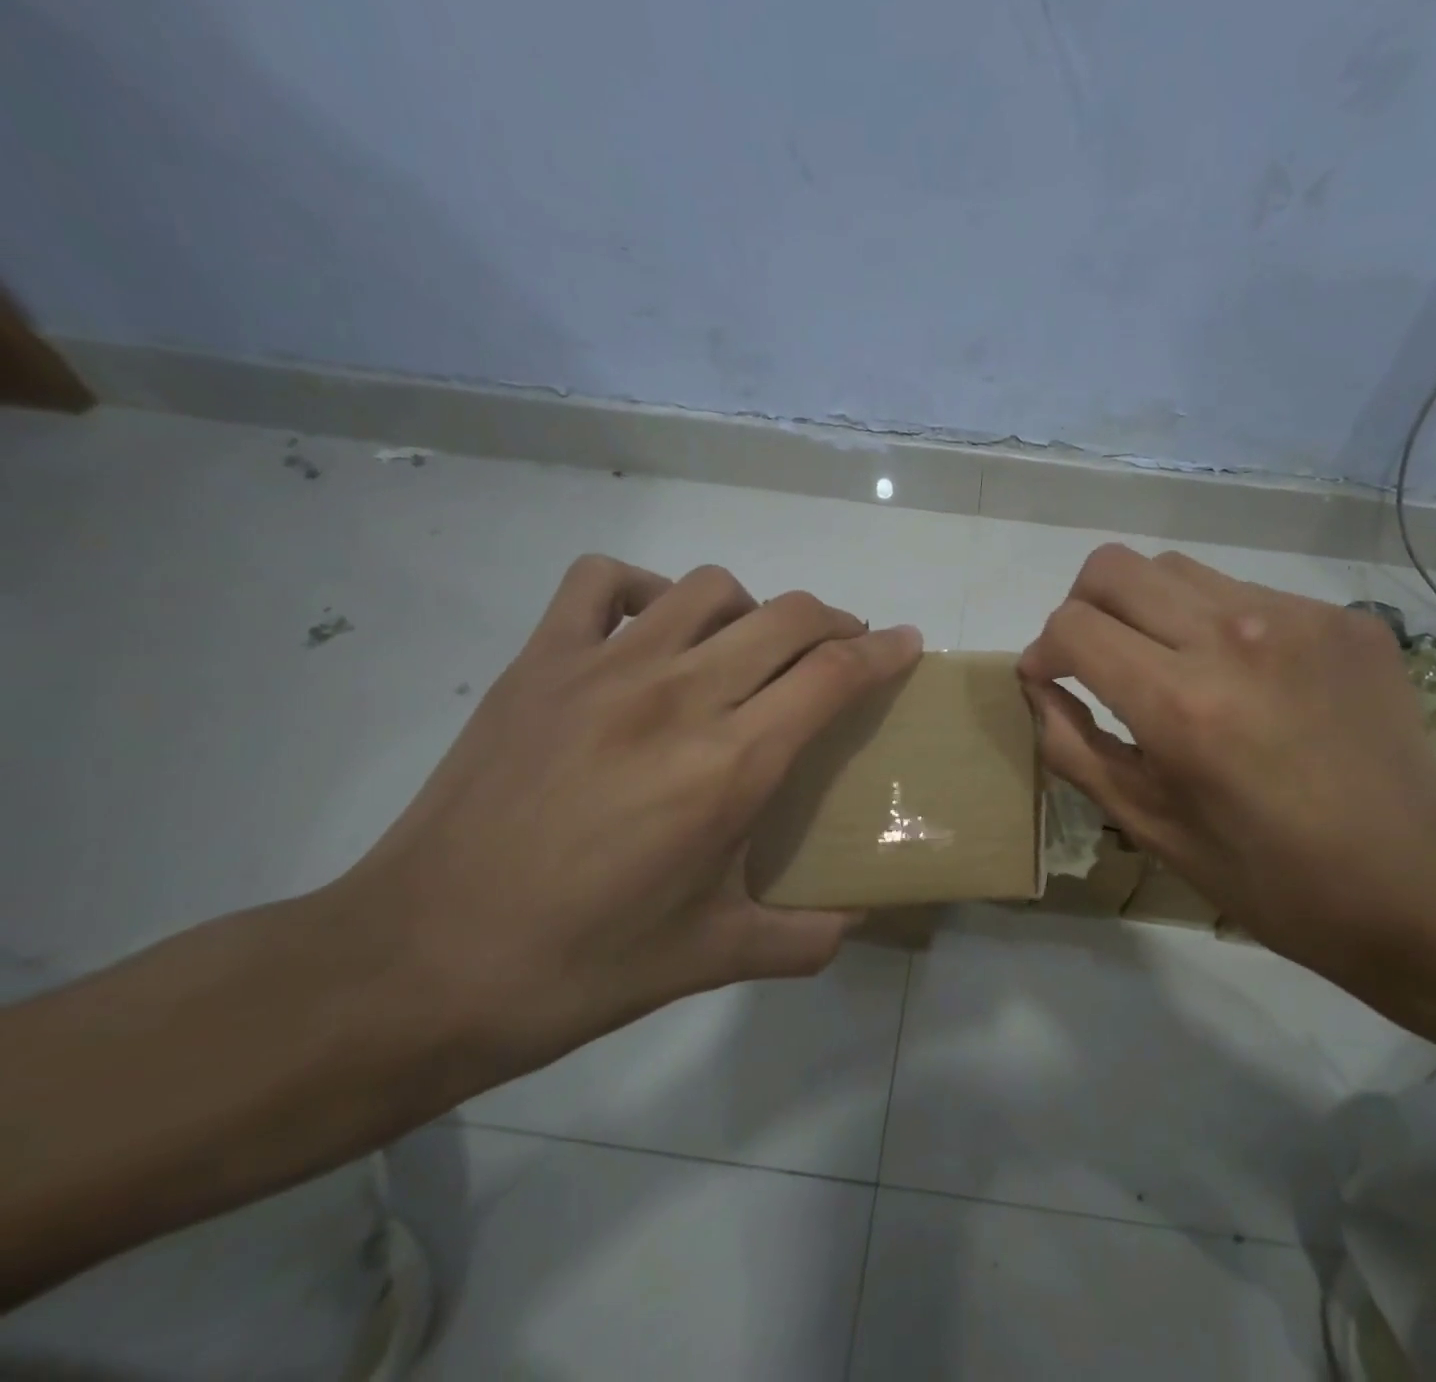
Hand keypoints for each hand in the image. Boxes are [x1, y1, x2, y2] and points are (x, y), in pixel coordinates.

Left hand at [332, 555, 921, 1076]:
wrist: (418, 964)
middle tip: (843, 648)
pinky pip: (601, 580)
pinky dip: (643, 587)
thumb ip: (803, 937)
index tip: (907, 643)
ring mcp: (602, 669)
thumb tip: (858, 920)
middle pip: (787, 616)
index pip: (833, 674)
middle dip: (835, 621)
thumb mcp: (710, 958)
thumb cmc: (579, 966)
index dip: (883, 651)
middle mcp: (678, 696)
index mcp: (730, 766)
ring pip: (708, 587)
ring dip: (751, 607)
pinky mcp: (538, 663)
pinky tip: (651, 629)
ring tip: (750, 645)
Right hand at [1018, 544, 1435, 975]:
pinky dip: (1216, 625)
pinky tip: (1244, 680)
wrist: (1412, 883)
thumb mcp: (1146, 823)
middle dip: (1081, 608)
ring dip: (1147, 609)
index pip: (1072, 625)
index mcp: (1180, 704)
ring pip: (1176, 569)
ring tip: (1169, 665)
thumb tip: (1038, 683)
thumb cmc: (1263, 873)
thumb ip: (1073, 745)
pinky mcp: (1344, 617)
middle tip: (1095, 658)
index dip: (1043, 650)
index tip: (1051, 678)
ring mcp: (1298, 618)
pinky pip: (1245, 592)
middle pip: (1112, 567)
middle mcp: (1234, 638)